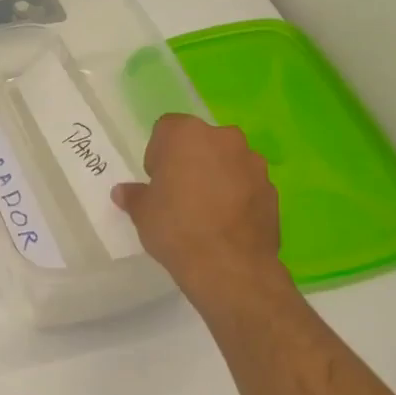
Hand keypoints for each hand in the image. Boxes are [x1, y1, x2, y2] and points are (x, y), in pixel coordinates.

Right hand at [113, 114, 290, 312]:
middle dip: (190, 160)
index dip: (158, 153)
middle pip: (201, 141)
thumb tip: (123, 192)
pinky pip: (247, 184)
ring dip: (217, 176)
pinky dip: (237, 196)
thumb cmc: (176, 228)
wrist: (228, 265)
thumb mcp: (142, 213)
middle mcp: (224, 139)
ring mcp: (253, 163)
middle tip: (179, 193)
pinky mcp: (272, 189)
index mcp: (187, 134)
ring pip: (228, 161)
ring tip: (206, 211)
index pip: (166, 129)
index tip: (156, 180)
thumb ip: (134, 196)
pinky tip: (226, 223)